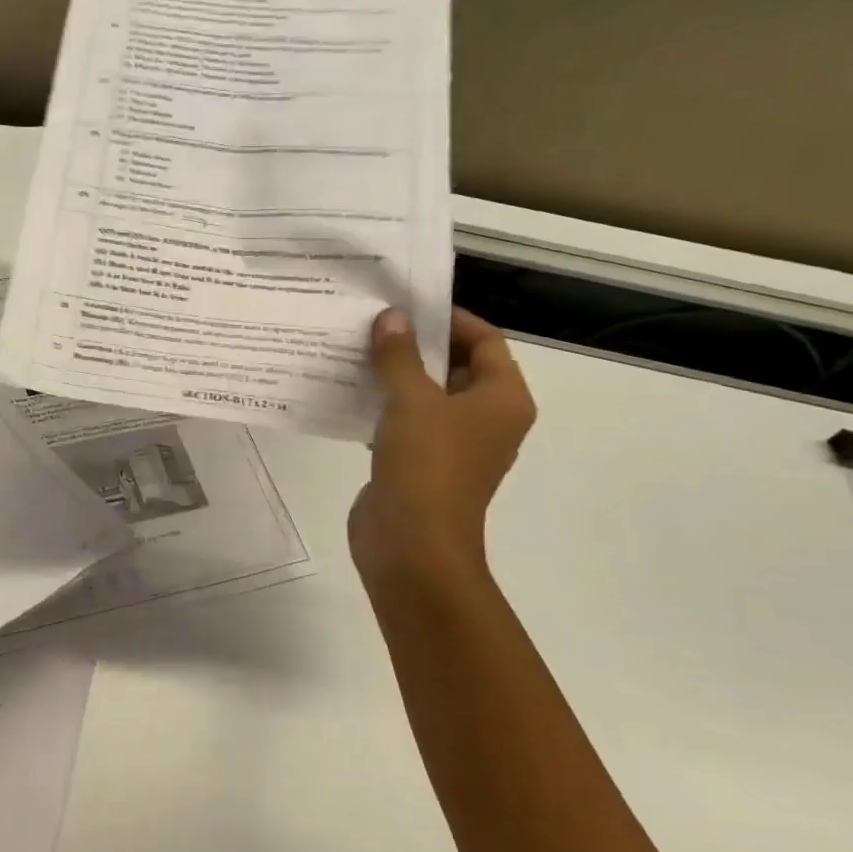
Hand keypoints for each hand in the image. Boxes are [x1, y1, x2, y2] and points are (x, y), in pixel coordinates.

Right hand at [349, 307, 535, 599]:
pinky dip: (384, 404)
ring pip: (427, 394)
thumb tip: (392, 317)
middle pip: (456, 366)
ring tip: (357, 348)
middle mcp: (486, 418)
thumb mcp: (411, 400)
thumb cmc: (426, 465)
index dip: (449, 319)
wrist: (411, 546)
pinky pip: (406, 421)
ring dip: (397, 373)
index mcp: (503, 399)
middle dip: (417, 344)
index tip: (407, 304)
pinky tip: (349, 389)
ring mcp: (453, 444)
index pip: (485, 341)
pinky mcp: (422, 463)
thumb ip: (400, 355)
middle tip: (375, 321)